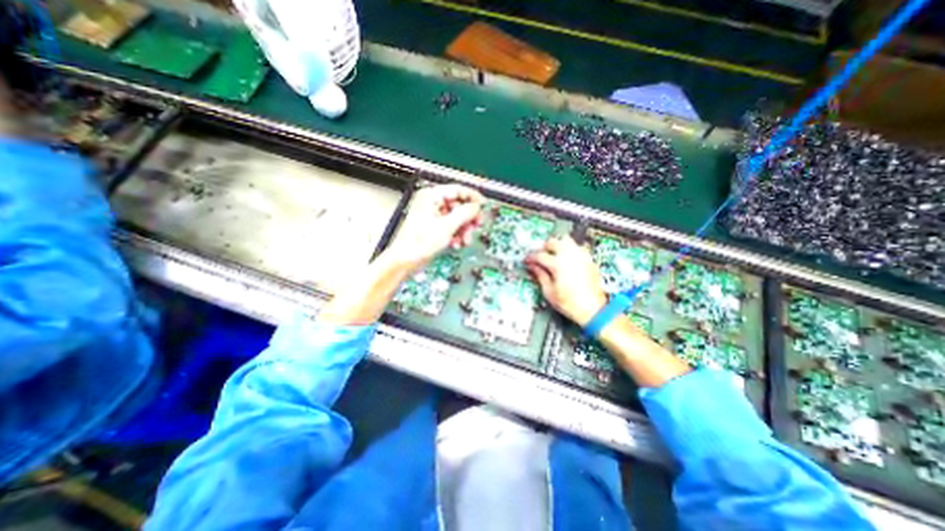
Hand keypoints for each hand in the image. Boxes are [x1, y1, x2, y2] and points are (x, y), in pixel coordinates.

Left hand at [383, 183, 486, 272]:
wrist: (406, 260)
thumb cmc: (416, 243)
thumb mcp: (446, 226)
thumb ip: (464, 213)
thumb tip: (476, 206)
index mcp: (431, 196)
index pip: (457, 189)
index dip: (472, 197)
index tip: (482, 205)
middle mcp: (432, 203)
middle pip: (459, 205)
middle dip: (468, 218)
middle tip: (475, 225)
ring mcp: (433, 216)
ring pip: (457, 217)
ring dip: (464, 229)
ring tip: (464, 239)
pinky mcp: (435, 227)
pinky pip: (452, 226)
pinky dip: (457, 234)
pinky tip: (456, 243)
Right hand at [523, 237, 604, 327]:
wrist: (593, 310)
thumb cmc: (572, 304)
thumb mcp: (549, 292)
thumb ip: (540, 276)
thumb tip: (533, 267)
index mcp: (558, 264)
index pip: (540, 255)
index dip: (531, 257)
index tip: (527, 261)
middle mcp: (570, 256)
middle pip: (553, 242)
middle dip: (543, 247)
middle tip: (539, 255)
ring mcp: (581, 256)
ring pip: (566, 240)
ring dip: (557, 244)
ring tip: (552, 254)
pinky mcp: (589, 260)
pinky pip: (577, 247)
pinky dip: (568, 249)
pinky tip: (565, 258)